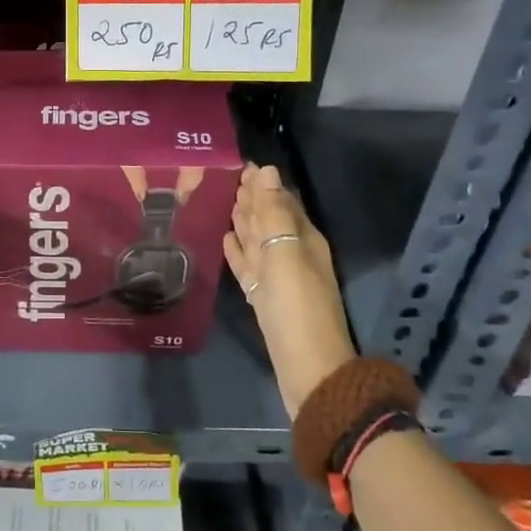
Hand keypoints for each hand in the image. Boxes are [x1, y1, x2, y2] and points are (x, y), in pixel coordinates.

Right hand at [224, 162, 357, 416]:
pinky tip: (225, 240)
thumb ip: (274, 213)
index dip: (262, 182)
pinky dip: (237, 251)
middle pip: (269, 218)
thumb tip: (266, 170)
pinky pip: (248, 265)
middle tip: (228, 178)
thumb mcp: (286, 253)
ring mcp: (277, 277)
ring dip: (243, 221)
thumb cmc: (297, 306)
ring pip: (257, 241)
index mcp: (304, 238)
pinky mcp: (263, 297)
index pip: (282, 200)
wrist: (307, 367)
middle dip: (252, 198)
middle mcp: (292, 253)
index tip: (239, 163)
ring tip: (223, 202)